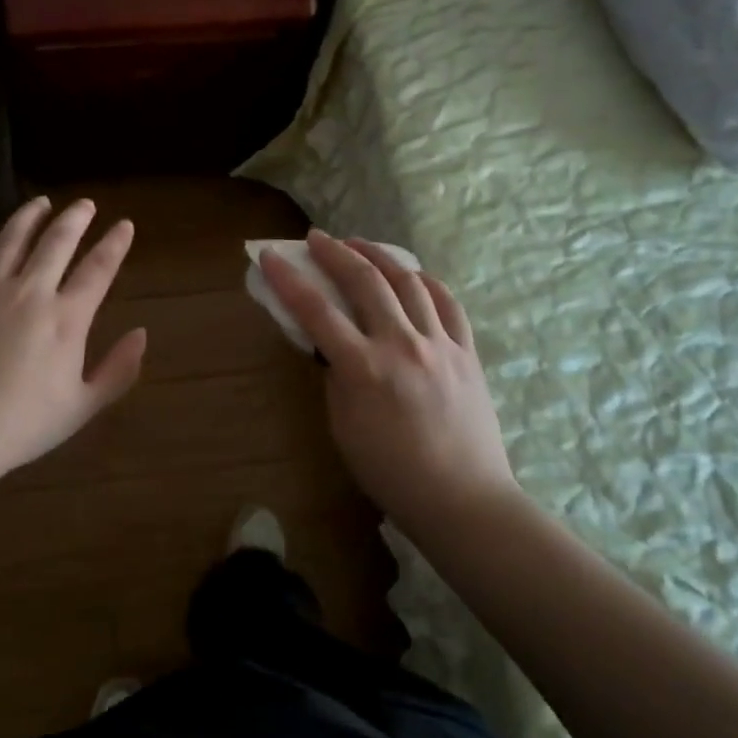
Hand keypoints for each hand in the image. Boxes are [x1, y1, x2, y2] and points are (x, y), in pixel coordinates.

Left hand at [0, 197, 147, 487]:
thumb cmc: (20, 427)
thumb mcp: (82, 407)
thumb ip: (118, 370)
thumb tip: (142, 334)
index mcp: (66, 319)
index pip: (98, 269)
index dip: (115, 244)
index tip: (125, 225)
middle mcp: (29, 293)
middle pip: (57, 242)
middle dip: (76, 218)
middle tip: (86, 203)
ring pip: (11, 239)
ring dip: (29, 216)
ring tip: (41, 202)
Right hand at [259, 230, 514, 526]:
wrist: (462, 499)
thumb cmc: (391, 473)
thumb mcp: (343, 427)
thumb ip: (336, 378)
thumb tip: (333, 346)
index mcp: (364, 368)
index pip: (316, 310)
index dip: (288, 279)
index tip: (270, 256)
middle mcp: (402, 344)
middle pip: (365, 281)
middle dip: (335, 252)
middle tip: (317, 238)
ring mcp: (440, 344)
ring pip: (409, 282)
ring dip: (380, 255)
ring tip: (361, 244)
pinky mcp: (467, 351)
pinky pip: (448, 303)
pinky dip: (426, 281)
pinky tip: (413, 274)